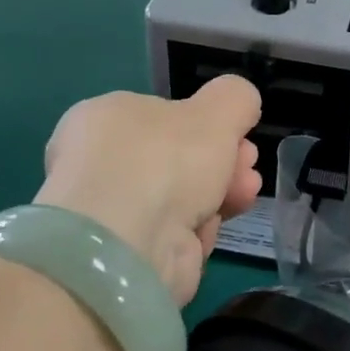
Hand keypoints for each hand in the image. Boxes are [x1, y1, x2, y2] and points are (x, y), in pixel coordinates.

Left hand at [34, 78, 262, 306]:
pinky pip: (175, 232)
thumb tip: (240, 104)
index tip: (239, 134)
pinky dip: (199, 228)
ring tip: (246, 193)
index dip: (207, 123)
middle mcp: (101, 162)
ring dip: (221, 191)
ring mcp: (113, 211)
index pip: (163, 115)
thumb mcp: (218, 109)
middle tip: (248, 162)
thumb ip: (235, 98)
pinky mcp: (128, 253)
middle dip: (223, 159)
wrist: (132, 245)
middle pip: (178, 156)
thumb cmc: (167, 160)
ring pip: (182, 195)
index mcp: (105, 118)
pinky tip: (213, 225)